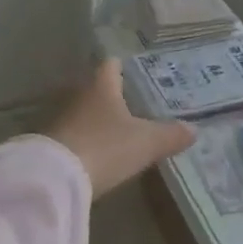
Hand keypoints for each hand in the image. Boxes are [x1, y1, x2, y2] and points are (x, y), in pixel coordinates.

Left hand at [47, 60, 194, 196]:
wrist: (55, 178)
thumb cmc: (105, 147)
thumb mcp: (145, 143)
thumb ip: (170, 135)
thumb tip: (193, 129)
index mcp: (102, 85)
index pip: (111, 65)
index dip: (122, 66)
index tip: (132, 70)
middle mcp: (78, 95)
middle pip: (95, 88)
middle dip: (110, 94)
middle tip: (131, 102)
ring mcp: (60, 118)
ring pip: (83, 111)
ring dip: (95, 118)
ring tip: (115, 128)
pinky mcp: (49, 143)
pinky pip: (72, 133)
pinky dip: (83, 138)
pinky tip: (95, 151)